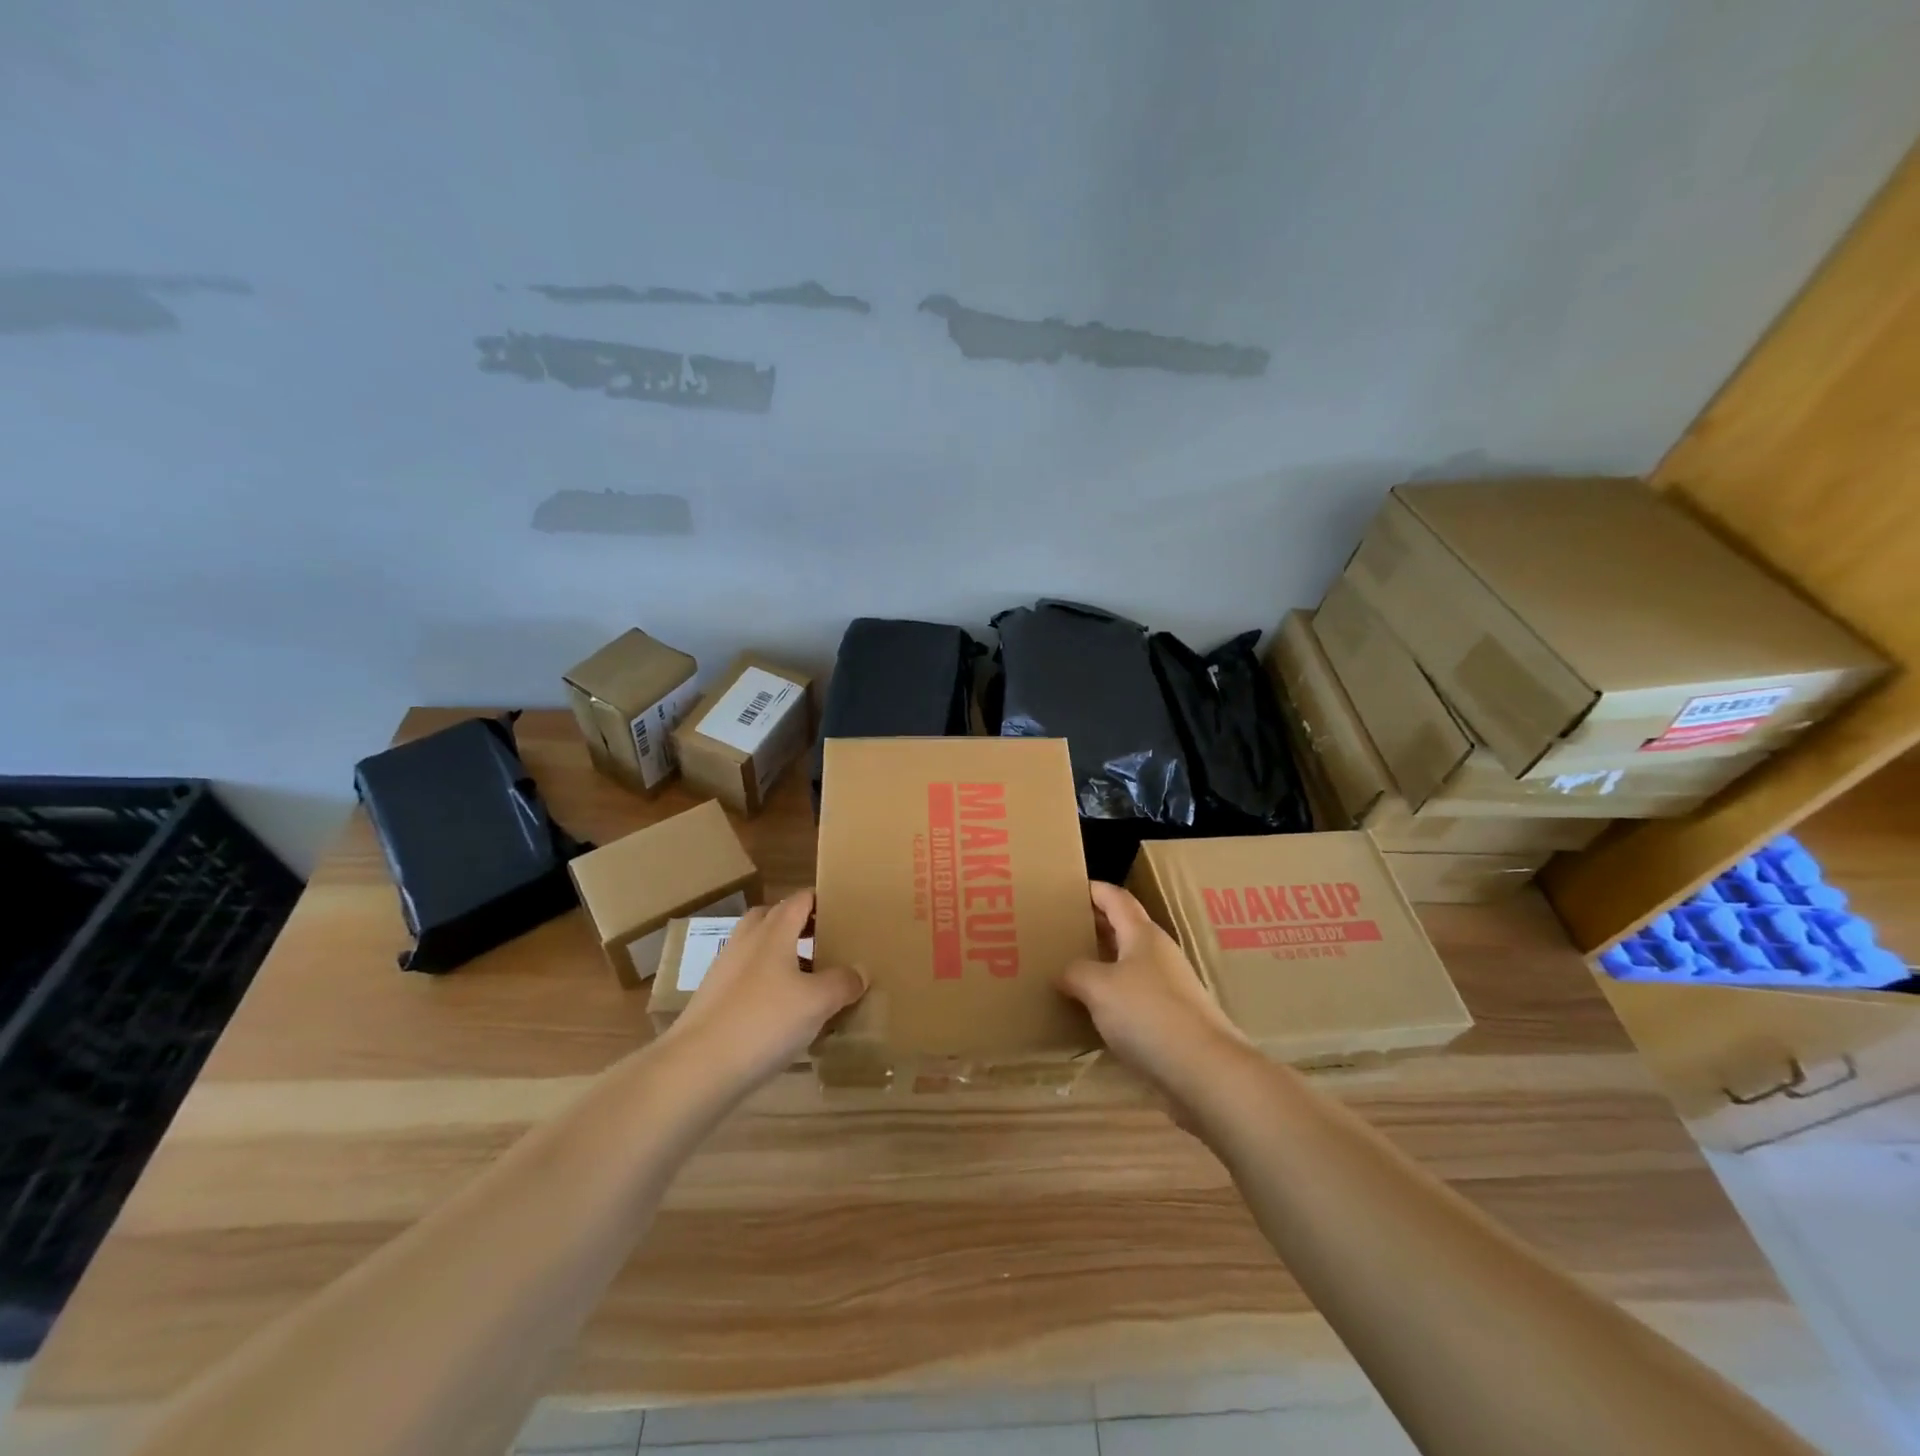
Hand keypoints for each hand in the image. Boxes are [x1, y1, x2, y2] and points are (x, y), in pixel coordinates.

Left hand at [660, 890, 865, 1090]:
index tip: (844, 913)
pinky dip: (766, 984)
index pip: (800, 900)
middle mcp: (746, 941)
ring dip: (782, 956)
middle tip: (826, 944)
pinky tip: (782, 1012)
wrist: (698, 1067)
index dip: (821, 901)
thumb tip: (860, 971)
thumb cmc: (764, 1021)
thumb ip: (842, 982)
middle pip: (774, 918)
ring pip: (758, 949)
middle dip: (799, 925)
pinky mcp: (713, 999)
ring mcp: (725, 970)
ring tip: (809, 981)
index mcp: (773, 931)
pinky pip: (747, 978)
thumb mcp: (817, 1002)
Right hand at [1059, 881, 1250, 1116]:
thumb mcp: (1099, 988)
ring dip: (1101, 962)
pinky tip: (1092, 1011)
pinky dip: (1111, 995)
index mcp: (1143, 935)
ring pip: (1128, 964)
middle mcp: (1158, 954)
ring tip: (1068, 969)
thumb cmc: (1148, 1014)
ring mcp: (1169, 988)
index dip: (1094, 889)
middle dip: (1094, 925)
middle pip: (1123, 928)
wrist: (1204, 1070)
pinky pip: (1134, 996)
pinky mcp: (1172, 1020)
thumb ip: (1075, 972)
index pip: (1116, 898)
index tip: (1068, 887)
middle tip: (1059, 928)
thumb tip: (1063, 971)